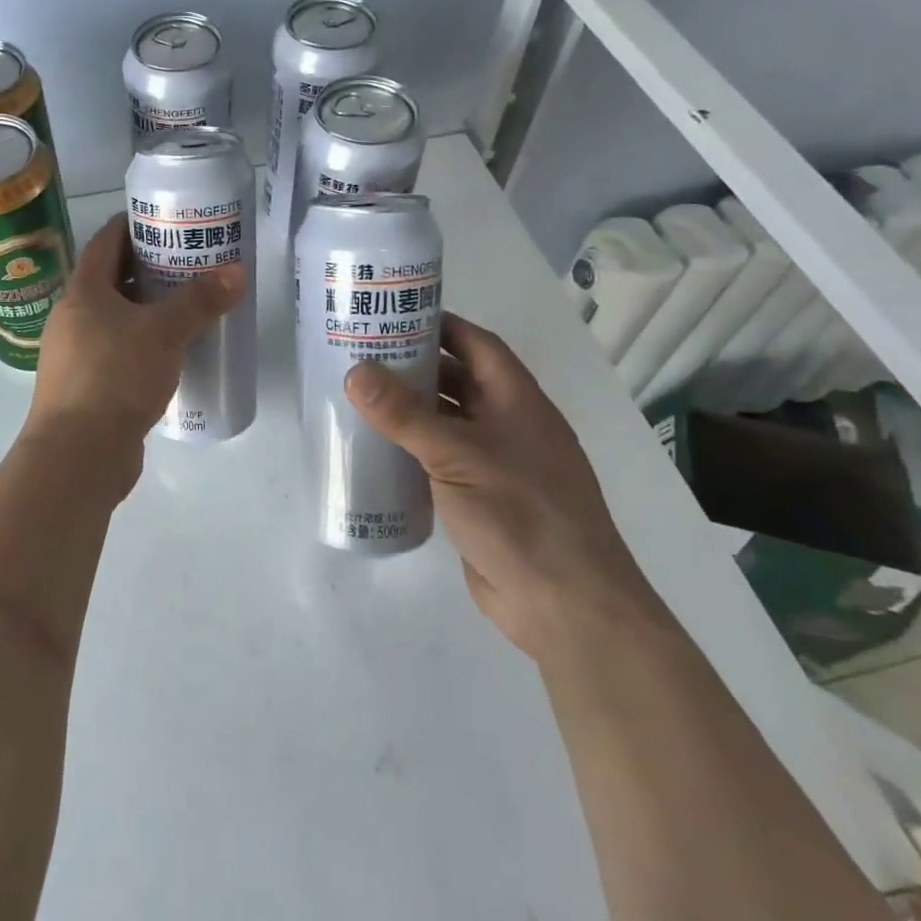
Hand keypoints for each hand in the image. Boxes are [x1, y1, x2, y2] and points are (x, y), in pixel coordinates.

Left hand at [23, 214, 244, 464]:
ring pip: (116, 320)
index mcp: (83, 293)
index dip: (132, 225)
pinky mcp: (87, 388)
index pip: (105, 242)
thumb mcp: (163, 332)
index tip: (165, 220)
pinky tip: (173, 355)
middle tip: (190, 263)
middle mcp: (73, 318)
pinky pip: (119, 354)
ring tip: (189, 306)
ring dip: (148, 311)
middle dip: (149, 270)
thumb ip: (199, 301)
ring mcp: (76, 355)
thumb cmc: (115, 377)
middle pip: (112, 281)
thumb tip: (237, 272)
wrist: (78, 454)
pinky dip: (144, 347)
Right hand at [344, 312, 673, 661]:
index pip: (478, 345)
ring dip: (409, 410)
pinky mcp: (480, 500)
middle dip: (415, 366)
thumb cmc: (521, 513)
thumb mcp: (457, 455)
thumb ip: (404, 414)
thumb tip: (355, 372)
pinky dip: (411, 450)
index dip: (441, 325)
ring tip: (357, 397)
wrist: (565, 605)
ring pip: (447, 423)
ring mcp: (496, 465)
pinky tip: (375, 450)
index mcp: (517, 401)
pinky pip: (440, 461)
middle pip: (459, 381)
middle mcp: (509, 426)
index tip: (393, 315)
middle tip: (361, 355)